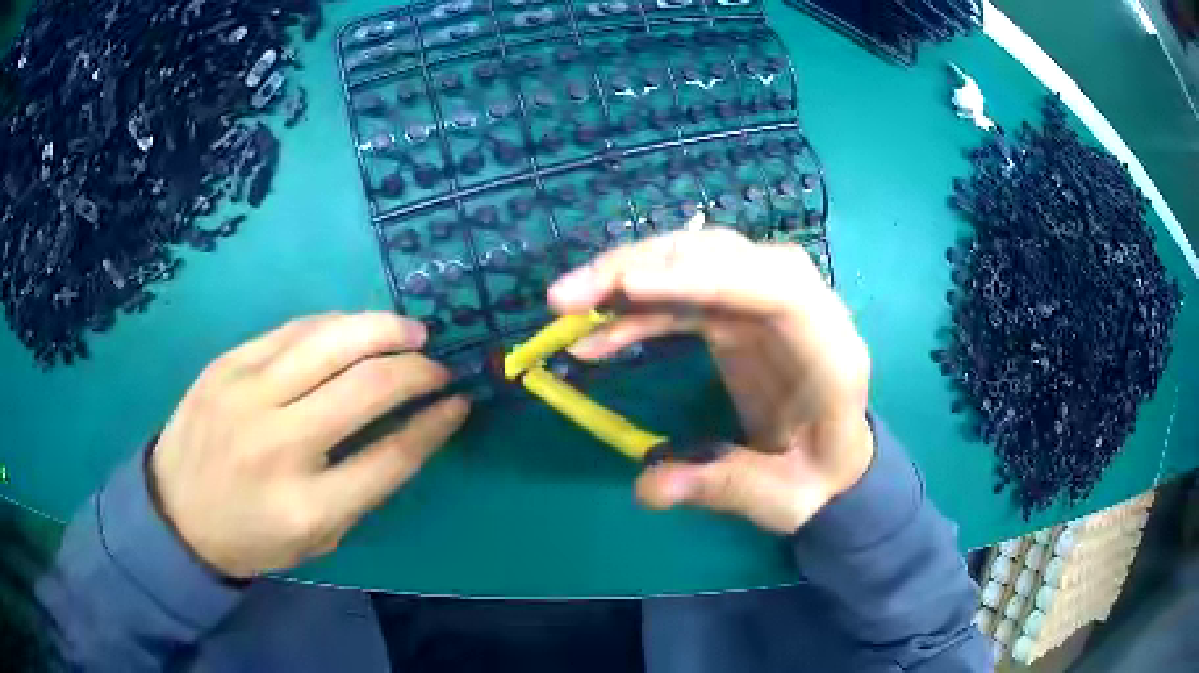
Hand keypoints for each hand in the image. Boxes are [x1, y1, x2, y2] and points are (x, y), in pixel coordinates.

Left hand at [149, 313, 469, 578]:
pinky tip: (354, 329)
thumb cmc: (252, 536)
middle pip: (367, 386)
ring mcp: (247, 395)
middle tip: (437, 365)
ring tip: (410, 331)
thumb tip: (412, 429)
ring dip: (383, 328)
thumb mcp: (317, 538)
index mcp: (308, 506)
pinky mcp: (227, 363)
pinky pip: (293, 329)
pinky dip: (335, 325)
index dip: (435, 424)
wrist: (175, 512)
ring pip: (332, 340)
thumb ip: (364, 487)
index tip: (459, 403)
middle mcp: (279, 444)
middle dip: (418, 369)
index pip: (392, 455)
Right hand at [548, 229, 872, 533]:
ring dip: (627, 277)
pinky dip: (635, 311)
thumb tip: (649, 487)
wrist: (832, 460)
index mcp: (830, 351)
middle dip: (643, 267)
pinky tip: (594, 335)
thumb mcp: (782, 498)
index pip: (777, 289)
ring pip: (694, 263)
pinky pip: (681, 296)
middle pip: (724, 257)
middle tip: (567, 298)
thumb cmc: (819, 476)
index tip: (630, 288)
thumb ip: (723, 487)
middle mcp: (802, 309)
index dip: (706, 278)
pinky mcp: (736, 315)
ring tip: (564, 306)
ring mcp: (765, 305)